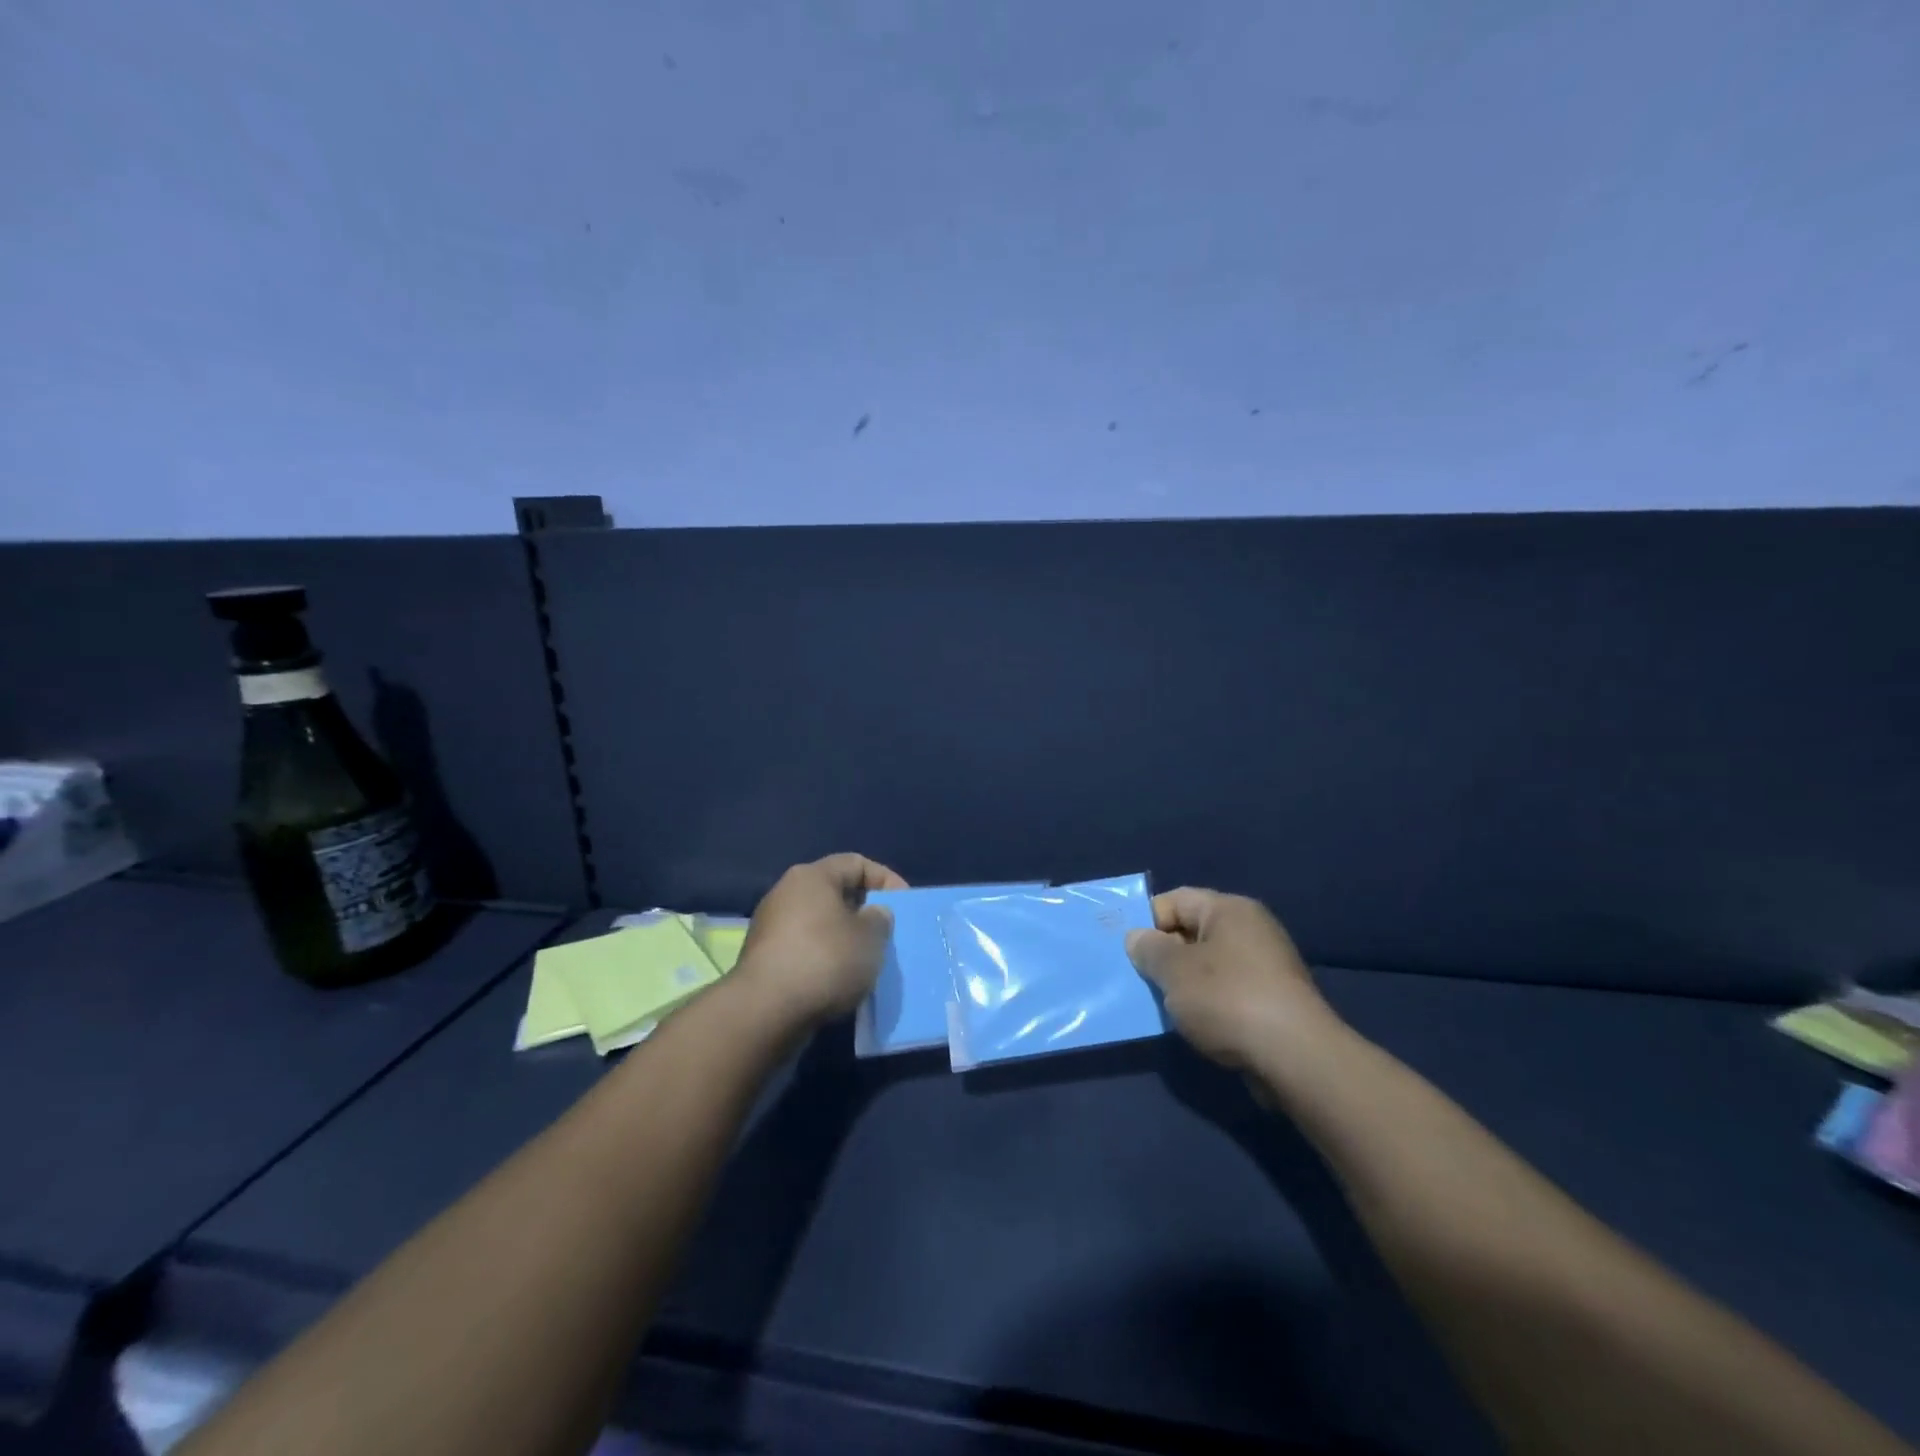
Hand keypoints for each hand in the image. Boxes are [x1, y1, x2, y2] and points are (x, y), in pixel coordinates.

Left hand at [735, 853, 907, 1026]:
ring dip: (845, 938)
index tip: (903, 906)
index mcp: (811, 877)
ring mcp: (771, 927)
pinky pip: (805, 949)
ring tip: (867, 960)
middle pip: (835, 893)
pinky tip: (840, 980)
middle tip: (887, 933)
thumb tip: (871, 914)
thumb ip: (879, 918)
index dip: (885, 880)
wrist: (766, 1012)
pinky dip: (826, 959)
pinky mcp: (764, 959)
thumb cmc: (825, 961)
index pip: (856, 863)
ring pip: (820, 923)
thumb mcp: (871, 937)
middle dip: (864, 911)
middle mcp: (786, 893)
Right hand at [1126, 888, 1342, 1070]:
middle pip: (1192, 932)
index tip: (1126, 950)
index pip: (1176, 900)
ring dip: (1183, 984)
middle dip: (1163, 955)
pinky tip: (1192, 1024)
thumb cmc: (1228, 999)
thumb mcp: (1174, 971)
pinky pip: (1226, 992)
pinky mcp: (1273, 1002)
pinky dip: (1206, 1004)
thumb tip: (1138, 938)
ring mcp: (1266, 967)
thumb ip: (1149, 950)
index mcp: (1229, 910)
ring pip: (1208, 966)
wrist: (1295, 1058)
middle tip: (1137, 978)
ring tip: (1160, 1005)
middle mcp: (1251, 930)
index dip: (1146, 921)